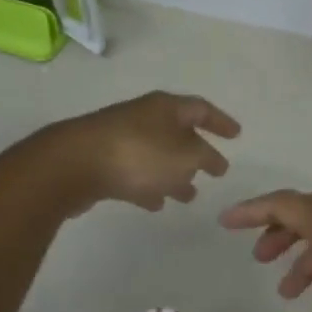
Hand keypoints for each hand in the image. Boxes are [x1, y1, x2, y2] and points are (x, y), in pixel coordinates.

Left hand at [42, 91, 239, 214]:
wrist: (73, 164)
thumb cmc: (139, 154)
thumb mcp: (185, 155)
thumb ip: (204, 157)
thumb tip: (210, 158)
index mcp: (166, 107)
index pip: (201, 109)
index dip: (221, 122)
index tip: (237, 135)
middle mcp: (144, 117)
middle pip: (177, 131)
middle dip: (196, 152)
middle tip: (214, 171)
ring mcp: (120, 138)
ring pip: (156, 155)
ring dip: (174, 174)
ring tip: (188, 196)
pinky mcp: (101, 161)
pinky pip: (134, 171)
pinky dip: (149, 185)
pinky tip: (155, 204)